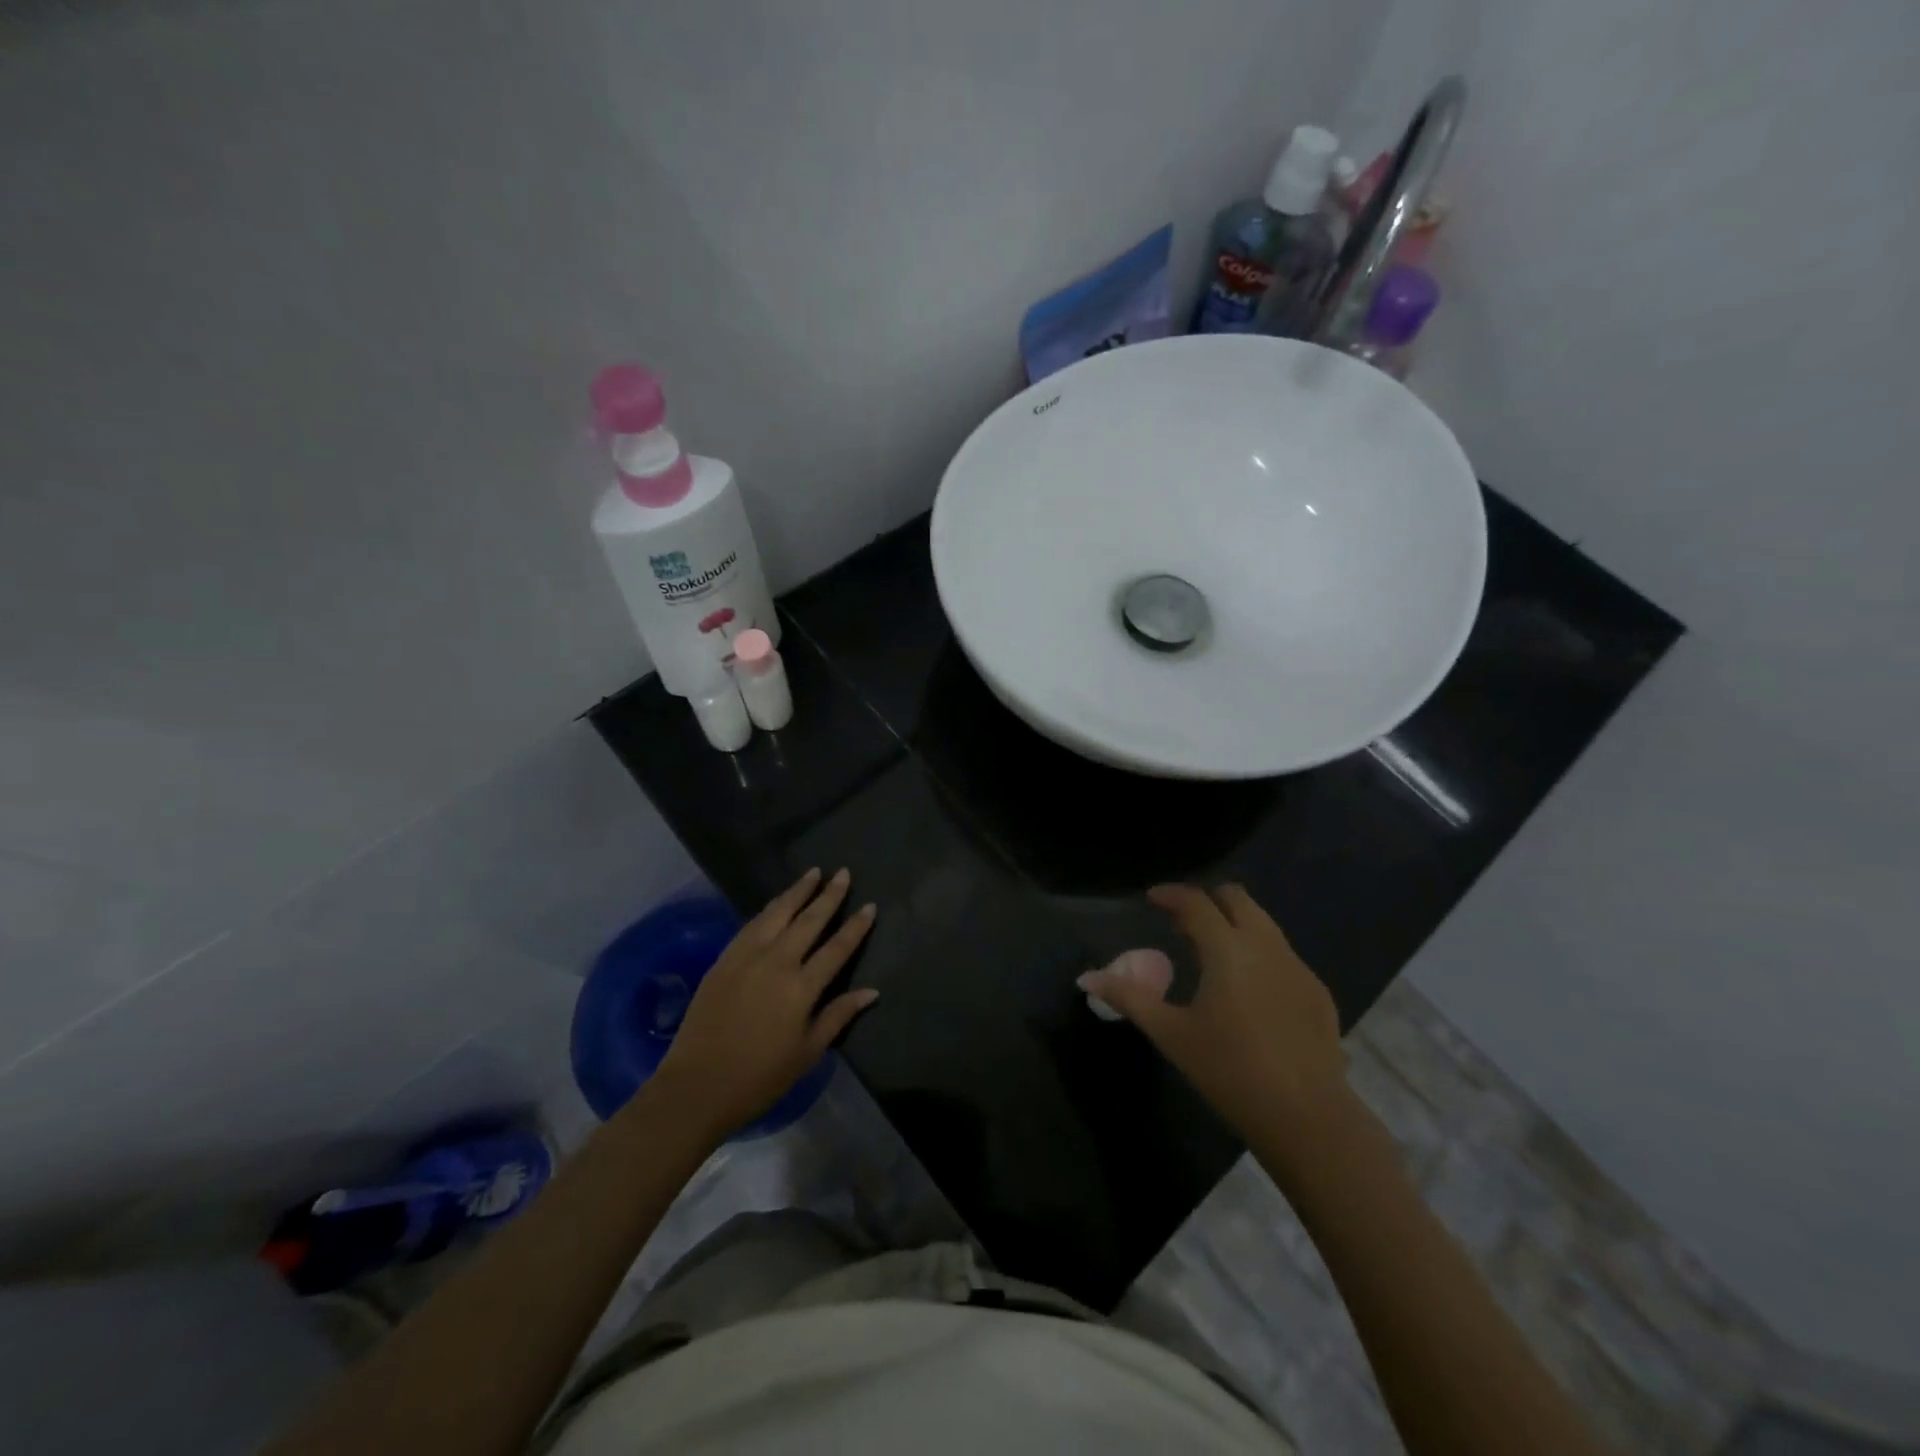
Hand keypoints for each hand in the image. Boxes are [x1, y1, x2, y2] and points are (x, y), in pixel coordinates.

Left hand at [651, 868, 877, 1139]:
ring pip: (778, 913)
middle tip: (843, 873)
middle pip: (809, 921)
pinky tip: (778, 902)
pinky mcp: (724, 960)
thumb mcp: (808, 1053)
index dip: (856, 926)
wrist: (697, 1086)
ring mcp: (747, 957)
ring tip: (813, 873)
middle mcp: (777, 963)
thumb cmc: (760, 1077)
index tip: (869, 905)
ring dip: (797, 891)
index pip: (837, 947)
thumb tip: (872, 991)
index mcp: (802, 988)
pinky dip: (769, 909)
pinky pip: (751, 925)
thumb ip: (838, 1016)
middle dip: (829, 895)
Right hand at [1078, 884, 1348, 1158]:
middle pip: (1237, 899)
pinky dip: (1259, 954)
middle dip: (1208, 901)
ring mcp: (1298, 967)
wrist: (1307, 1117)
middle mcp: (1267, 946)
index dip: (1172, 894)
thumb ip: (1128, 998)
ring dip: (1235, 925)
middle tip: (1183, 924)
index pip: (1196, 902)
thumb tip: (1087, 978)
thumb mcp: (1171, 1033)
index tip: (1152, 898)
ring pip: (1264, 924)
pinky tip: (1248, 992)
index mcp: (1228, 950)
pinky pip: (1283, 955)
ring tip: (1212, 954)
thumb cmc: (1229, 1071)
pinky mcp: (1318, 992)